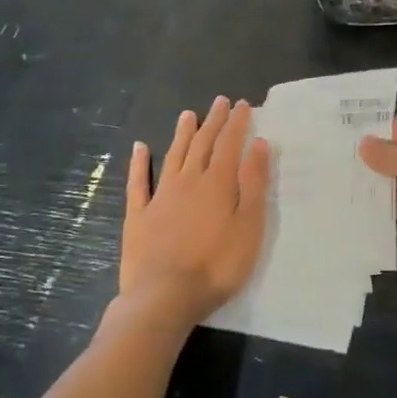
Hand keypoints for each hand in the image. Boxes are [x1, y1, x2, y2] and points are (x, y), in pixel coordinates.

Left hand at [117, 96, 269, 330]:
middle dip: (213, 122)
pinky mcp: (138, 216)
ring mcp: (160, 196)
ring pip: (173, 156)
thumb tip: (258, 144)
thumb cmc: (217, 265)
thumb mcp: (249, 226)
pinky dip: (139, 163)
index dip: (237, 123)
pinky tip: (139, 148)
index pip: (230, 144)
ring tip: (188, 115)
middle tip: (220, 101)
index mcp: (219, 183)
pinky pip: (138, 182)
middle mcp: (189, 181)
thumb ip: (254, 183)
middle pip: (202, 144)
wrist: (164, 295)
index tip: (243, 104)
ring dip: (182, 134)